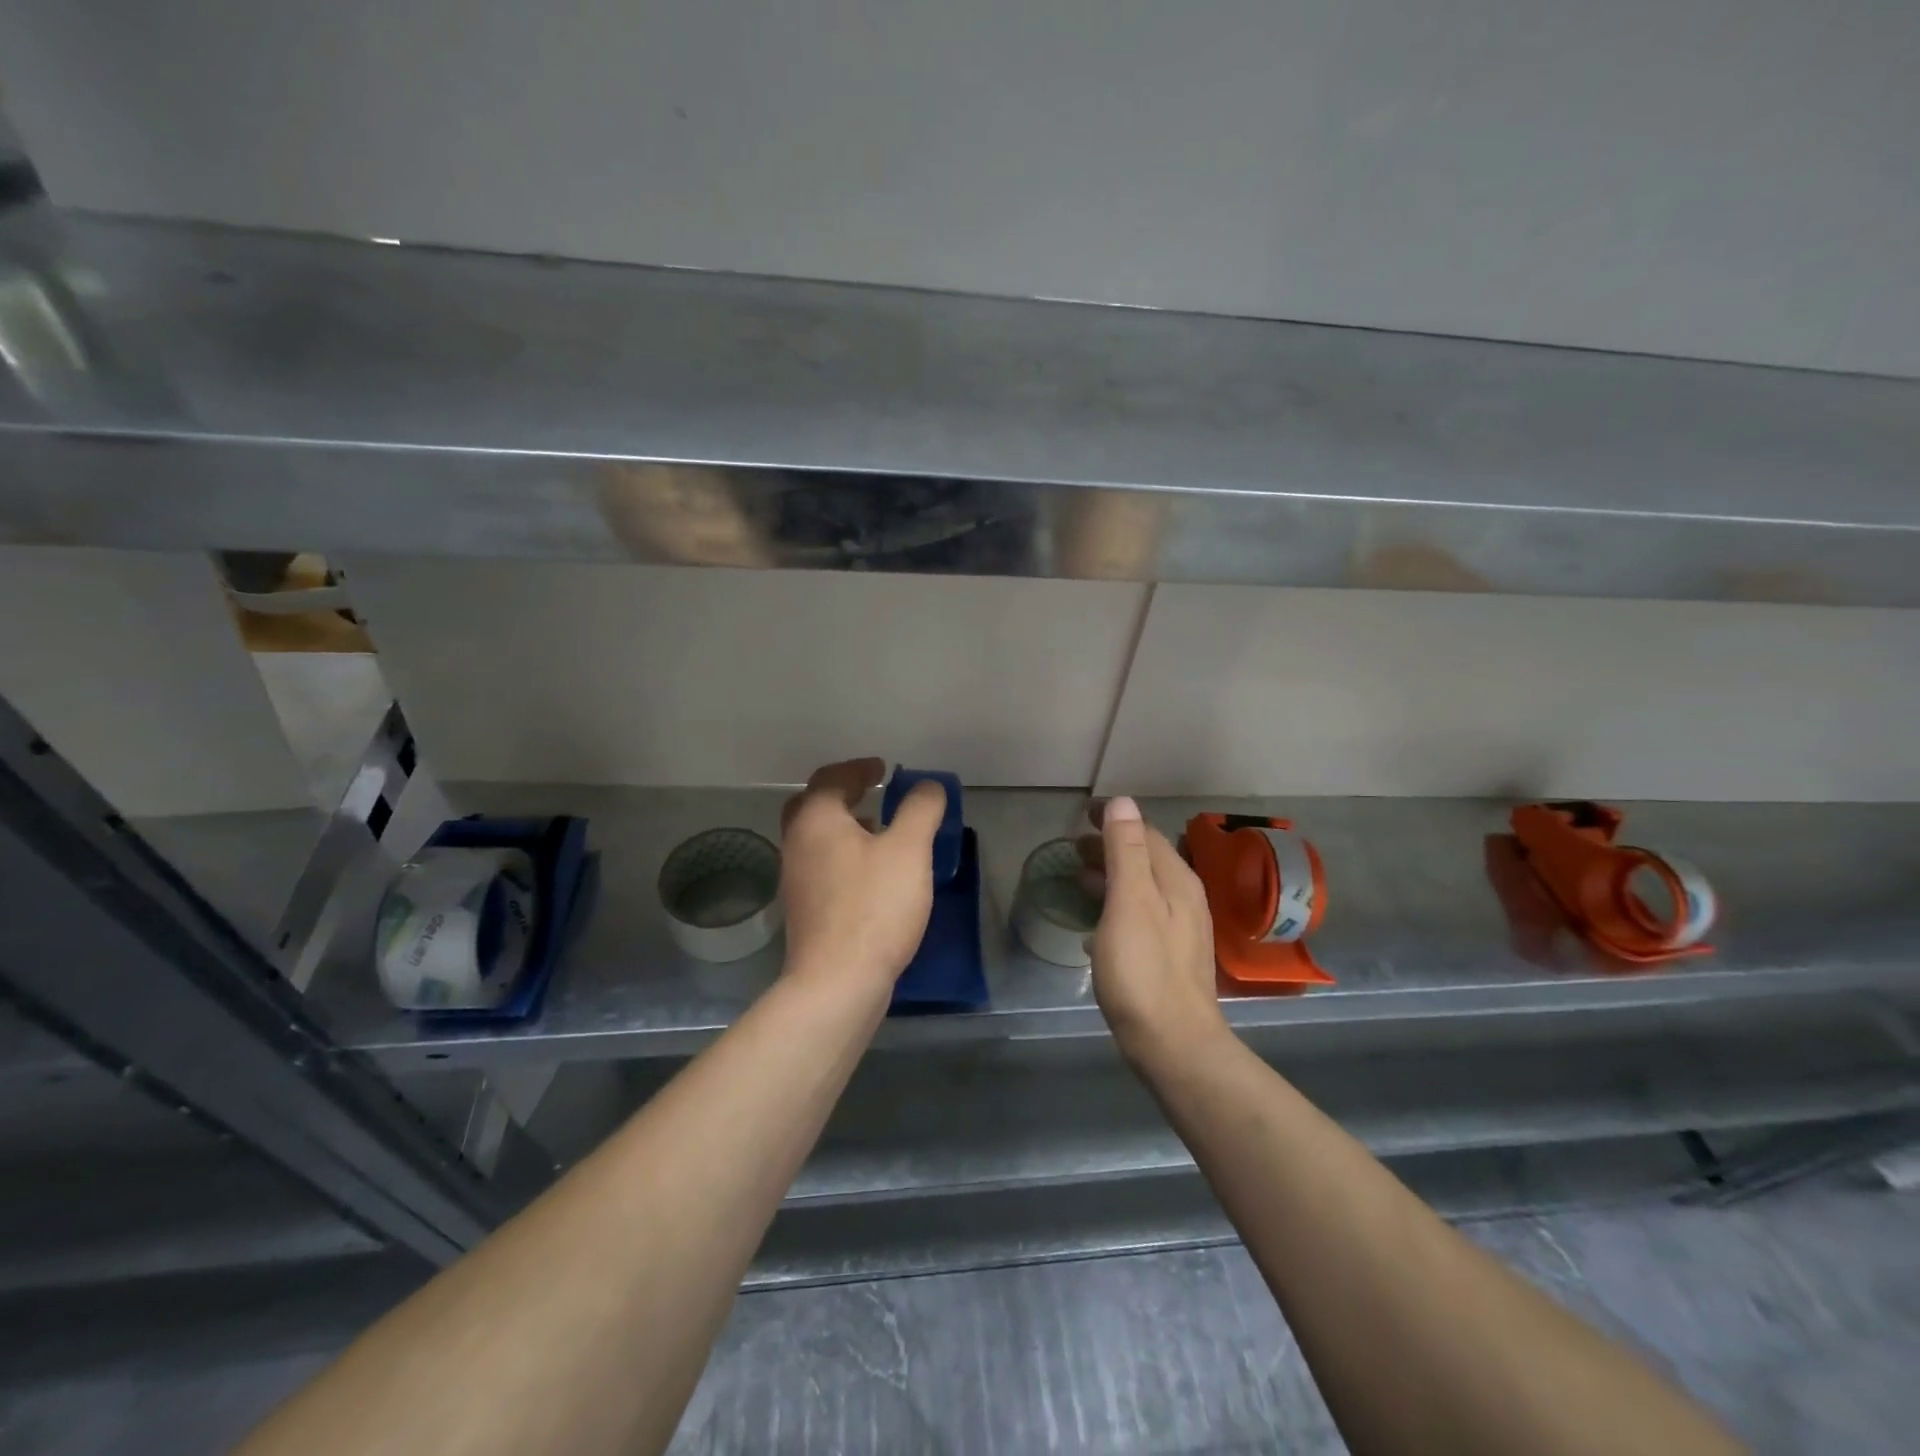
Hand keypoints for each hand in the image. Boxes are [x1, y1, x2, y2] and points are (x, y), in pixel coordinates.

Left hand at [779, 758, 946, 996]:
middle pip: (813, 805)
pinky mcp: (804, 910)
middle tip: (872, 792)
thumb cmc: (874, 907)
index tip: (882, 769)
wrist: (836, 982)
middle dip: (843, 794)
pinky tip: (870, 874)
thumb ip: (920, 810)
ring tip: (878, 830)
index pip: (831, 778)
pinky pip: (822, 865)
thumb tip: (927, 786)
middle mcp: (796, 843)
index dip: (859, 769)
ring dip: (843, 825)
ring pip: (816, 838)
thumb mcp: (908, 850)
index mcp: (816, 820)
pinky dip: (842, 854)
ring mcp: (795, 879)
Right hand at [1084, 797, 1229, 1066]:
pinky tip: (1095, 926)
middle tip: (1075, 844)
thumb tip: (1123, 802)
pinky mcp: (1168, 958)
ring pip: (1142, 889)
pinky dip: (1115, 907)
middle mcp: (1184, 899)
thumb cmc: (1144, 969)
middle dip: (1111, 846)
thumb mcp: (1130, 902)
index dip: (1115, 819)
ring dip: (1112, 876)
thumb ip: (1126, 851)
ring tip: (1080, 878)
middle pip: (1145, 859)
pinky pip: (1139, 916)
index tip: (1083, 812)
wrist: (1173, 1043)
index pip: (1145, 833)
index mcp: (1176, 880)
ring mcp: (1180, 930)